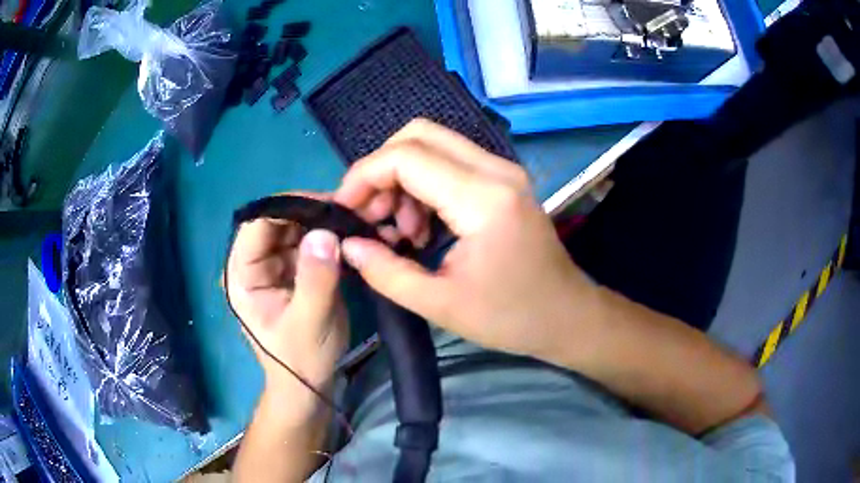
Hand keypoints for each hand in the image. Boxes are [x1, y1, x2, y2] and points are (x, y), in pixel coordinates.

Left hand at [225, 197, 348, 397]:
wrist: (310, 384)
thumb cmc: (302, 359)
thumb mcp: (309, 322)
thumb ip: (315, 280)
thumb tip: (325, 232)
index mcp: (242, 274)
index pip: (257, 225)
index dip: (289, 207)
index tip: (328, 203)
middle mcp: (254, 264)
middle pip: (278, 222)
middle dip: (311, 213)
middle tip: (348, 209)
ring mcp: (274, 266)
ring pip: (295, 229)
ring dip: (323, 223)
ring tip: (355, 219)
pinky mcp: (294, 272)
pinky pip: (309, 244)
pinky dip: (329, 238)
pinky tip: (352, 234)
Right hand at [333, 120, 597, 359]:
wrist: (566, 315)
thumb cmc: (511, 317)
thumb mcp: (440, 304)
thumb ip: (386, 272)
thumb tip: (348, 245)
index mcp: (482, 198)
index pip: (406, 157)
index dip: (364, 176)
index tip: (345, 211)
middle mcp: (496, 169)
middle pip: (419, 134)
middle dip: (381, 169)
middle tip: (370, 215)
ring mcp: (503, 171)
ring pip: (433, 144)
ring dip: (402, 178)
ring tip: (399, 230)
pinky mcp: (503, 181)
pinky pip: (450, 162)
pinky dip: (423, 184)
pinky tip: (421, 225)